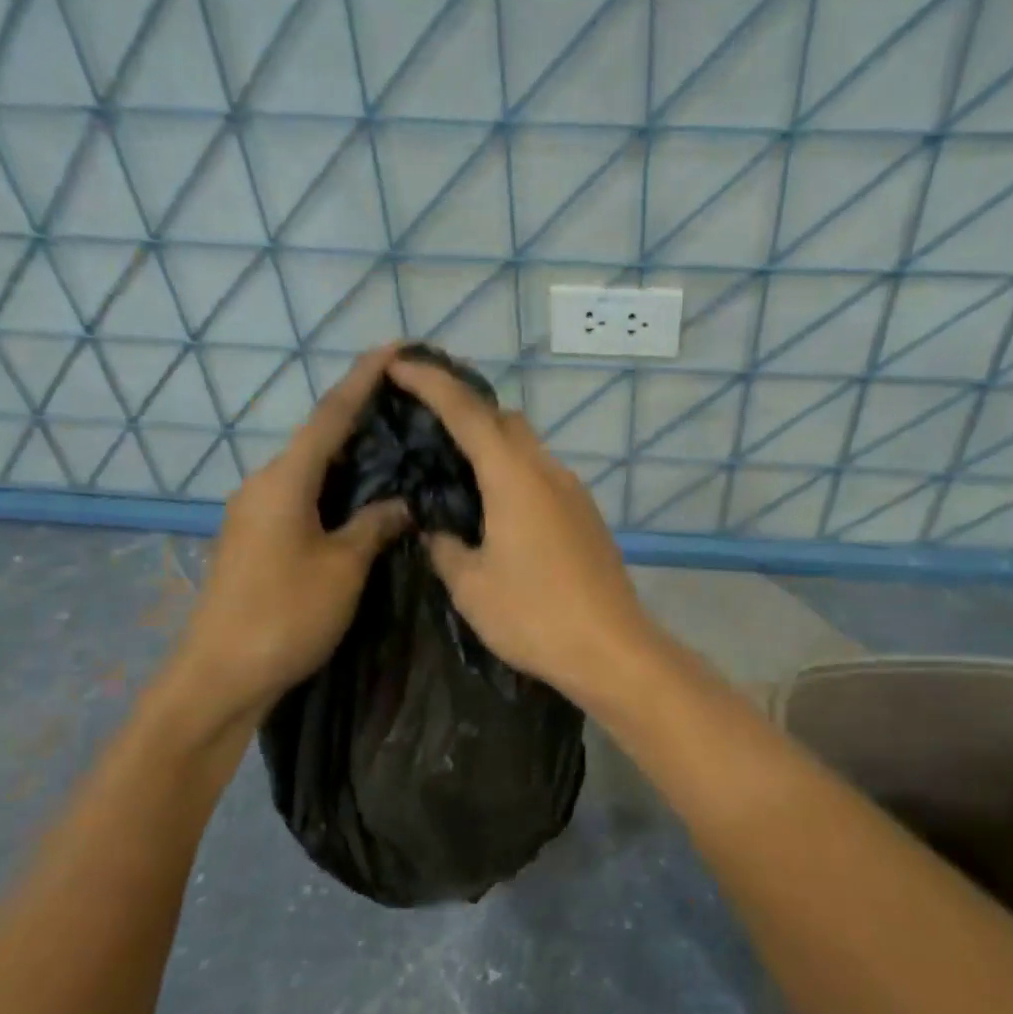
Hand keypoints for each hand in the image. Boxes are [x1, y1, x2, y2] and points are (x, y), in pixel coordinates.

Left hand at [170, 347, 408, 724]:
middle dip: (361, 414)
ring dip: (350, 453)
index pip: (331, 414)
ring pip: (310, 468)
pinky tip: (363, 496)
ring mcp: (255, 512)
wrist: (219, 676)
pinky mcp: (255, 538)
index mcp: (285, 479)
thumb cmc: (285, 614)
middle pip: (318, 436)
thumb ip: (375, 525)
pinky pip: (302, 495)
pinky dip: (335, 486)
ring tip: (395, 445)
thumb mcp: (344, 567)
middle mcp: (264, 484)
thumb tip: (401, 502)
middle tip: (408, 404)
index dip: (364, 378)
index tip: (395, 348)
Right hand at [386, 354, 659, 705]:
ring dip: (492, 445)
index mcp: (514, 478)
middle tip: (426, 421)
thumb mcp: (471, 586)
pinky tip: (496, 509)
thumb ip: (445, 547)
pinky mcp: (587, 516)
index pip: (467, 413)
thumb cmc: (535, 616)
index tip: (400, 364)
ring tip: (455, 468)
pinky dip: (513, 474)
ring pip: (527, 448)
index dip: (431, 383)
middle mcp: (548, 472)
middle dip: (465, 408)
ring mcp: (574, 493)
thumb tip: (437, 530)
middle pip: (505, 419)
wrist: (612, 648)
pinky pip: (543, 476)